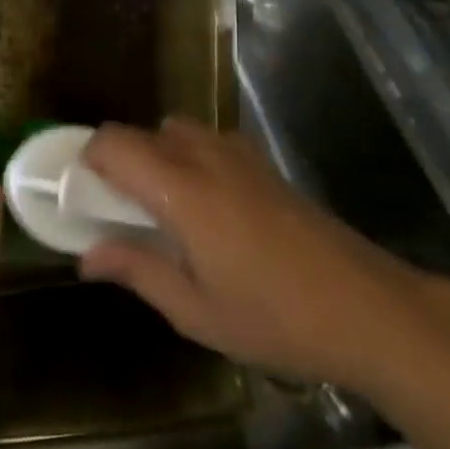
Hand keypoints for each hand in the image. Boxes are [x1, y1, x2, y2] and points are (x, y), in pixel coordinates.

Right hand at [79, 118, 423, 388]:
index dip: (88, 160)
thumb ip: (137, 271)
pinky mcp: (261, 160)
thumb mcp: (196, 310)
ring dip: (156, 158)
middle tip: (123, 215)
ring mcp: (237, 152)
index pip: (114, 143)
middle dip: (121, 164)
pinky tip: (208, 209)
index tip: (85, 197)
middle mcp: (203, 155)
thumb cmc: (274, 316)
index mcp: (180, 189)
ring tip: (166, 213)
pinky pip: (206, 141)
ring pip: (174, 131)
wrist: (364, 305)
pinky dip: (188, 158)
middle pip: (141, 133)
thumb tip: (87, 255)